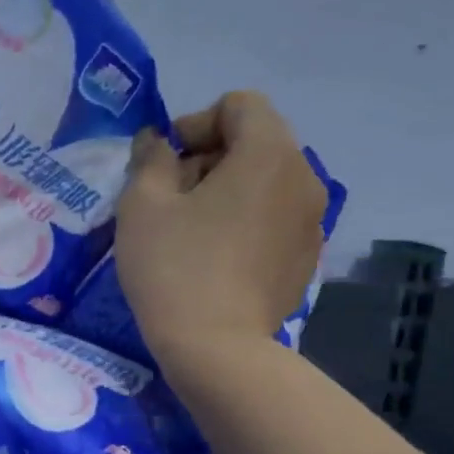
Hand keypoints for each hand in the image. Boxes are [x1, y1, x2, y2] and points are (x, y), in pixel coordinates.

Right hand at [114, 91, 327, 364]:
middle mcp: (304, 177)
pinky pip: (274, 219)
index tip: (164, 164)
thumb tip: (157, 142)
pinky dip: (245, 222)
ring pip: (265, 183)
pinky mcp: (306, 258)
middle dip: (209, 158)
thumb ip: (150, 159)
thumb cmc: (174, 268)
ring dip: (227, 191)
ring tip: (190, 231)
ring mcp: (312, 221)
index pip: (239, 105)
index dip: (195, 123)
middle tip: (170, 198)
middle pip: (256, 142)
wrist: (216, 348)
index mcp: (268, 153)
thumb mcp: (142, 206)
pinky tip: (215, 259)